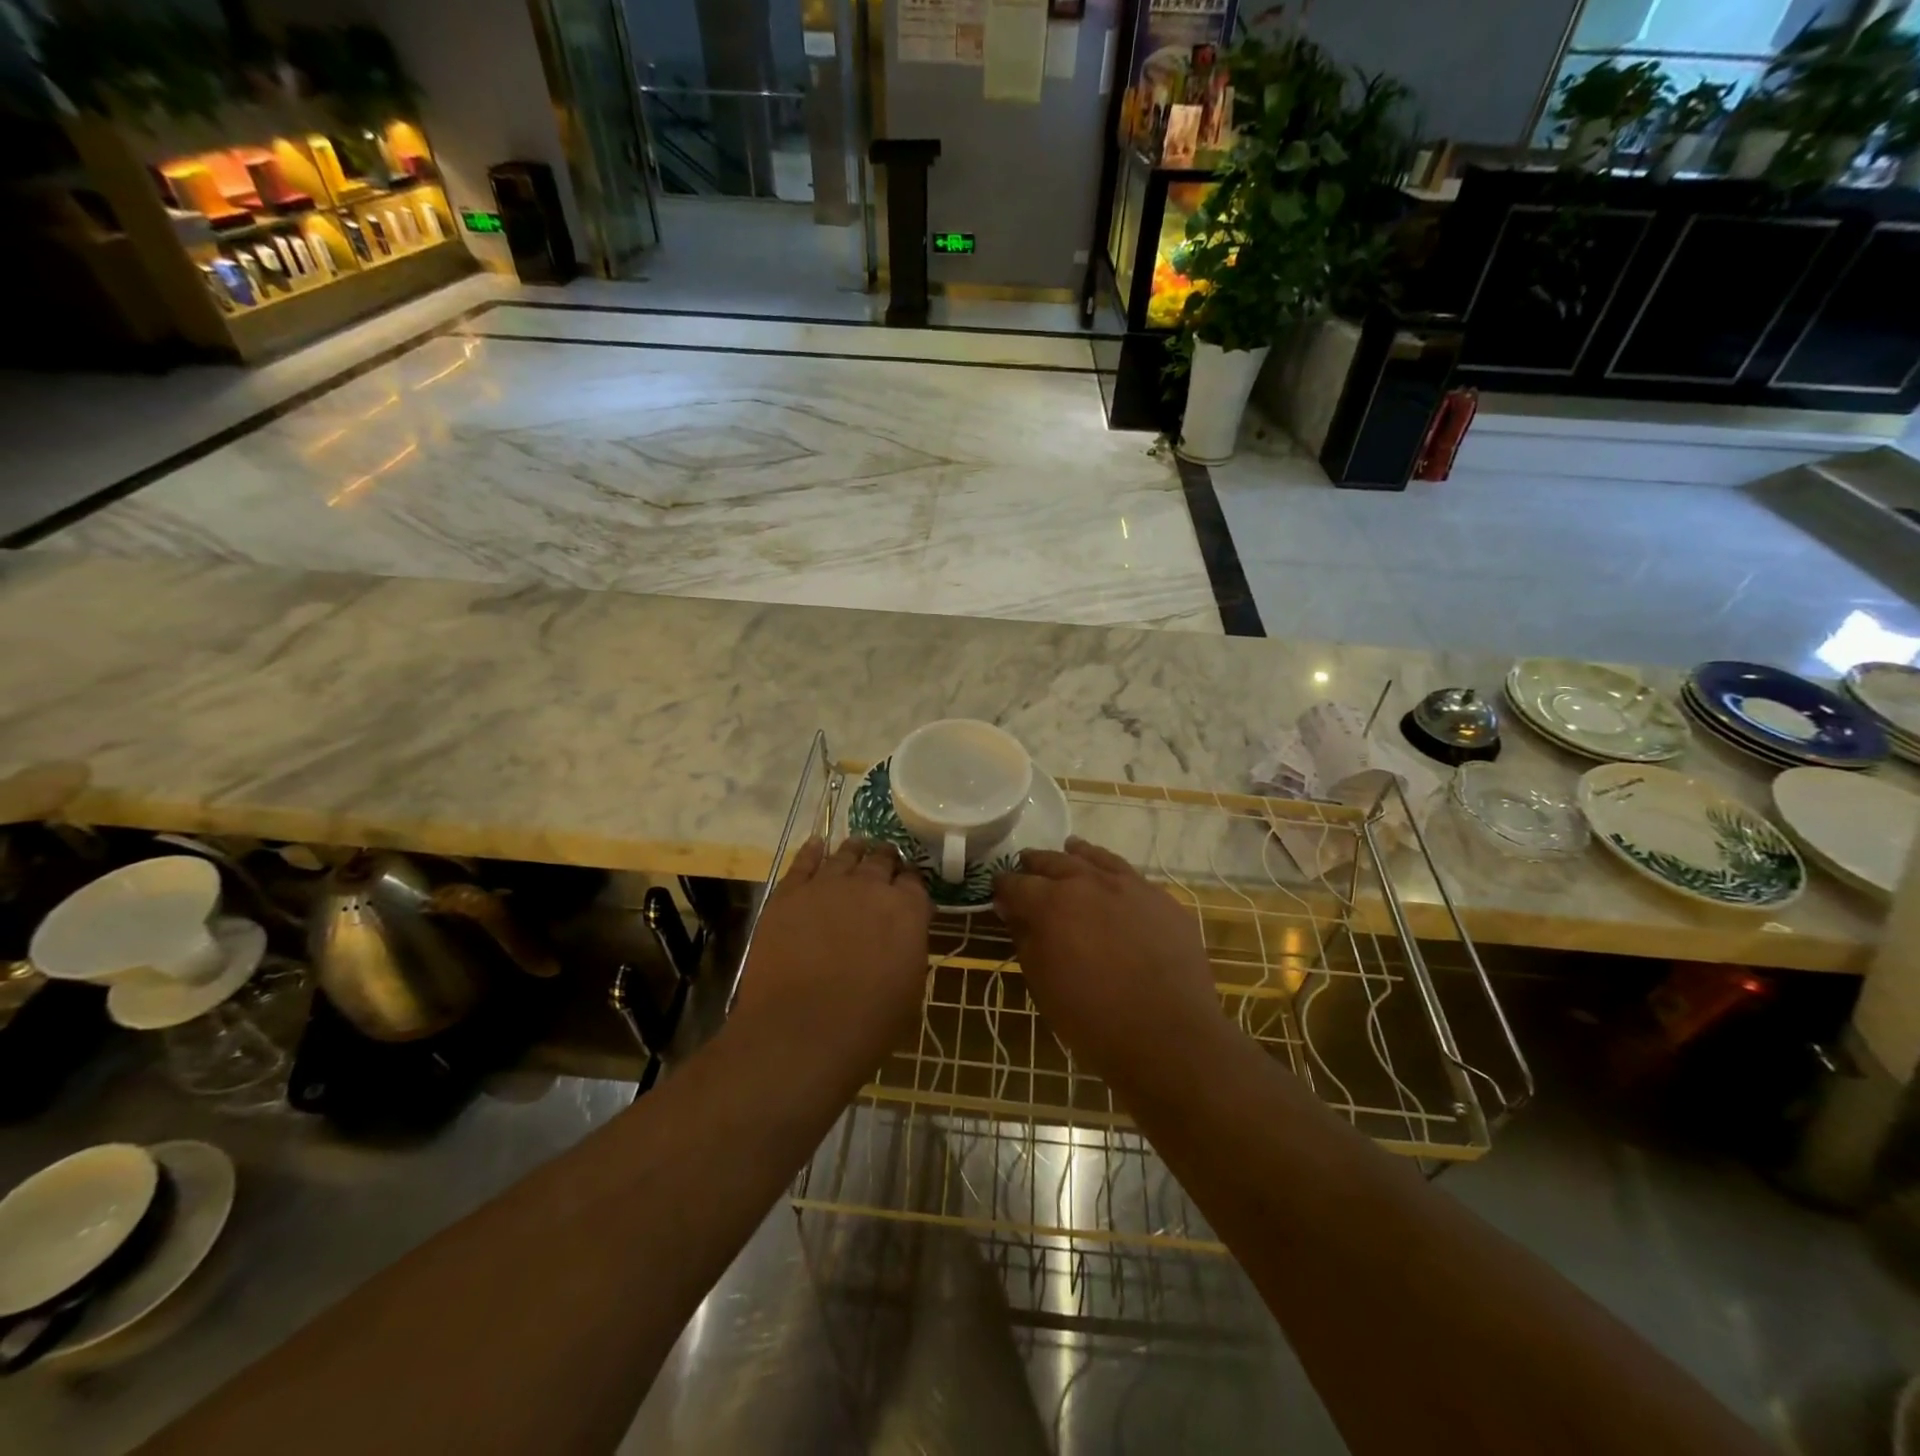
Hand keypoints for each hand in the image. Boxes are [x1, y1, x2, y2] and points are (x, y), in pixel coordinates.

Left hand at [731, 837, 931, 1077]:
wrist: (801, 1032)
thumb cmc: (867, 1025)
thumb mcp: (910, 991)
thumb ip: (909, 951)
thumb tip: (902, 939)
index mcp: (907, 910)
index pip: (915, 881)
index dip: (911, 883)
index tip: (908, 888)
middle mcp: (870, 886)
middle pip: (881, 860)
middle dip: (886, 860)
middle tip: (885, 863)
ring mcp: (827, 885)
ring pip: (845, 854)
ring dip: (855, 850)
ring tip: (857, 847)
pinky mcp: (789, 894)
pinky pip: (803, 862)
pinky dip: (812, 850)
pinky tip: (817, 844)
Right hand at [993, 837, 1225, 1085]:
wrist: (1169, 1036)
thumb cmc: (1093, 1018)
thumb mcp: (1042, 983)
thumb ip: (1025, 939)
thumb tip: (1013, 912)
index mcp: (1051, 903)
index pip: (1016, 883)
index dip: (1003, 887)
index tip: (998, 893)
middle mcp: (1088, 882)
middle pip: (1053, 861)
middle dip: (1035, 864)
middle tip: (1026, 866)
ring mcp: (1130, 886)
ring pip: (1095, 858)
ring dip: (1075, 855)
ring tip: (1069, 850)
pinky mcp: (1161, 899)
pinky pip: (1129, 874)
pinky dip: (1111, 870)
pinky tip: (1111, 877)